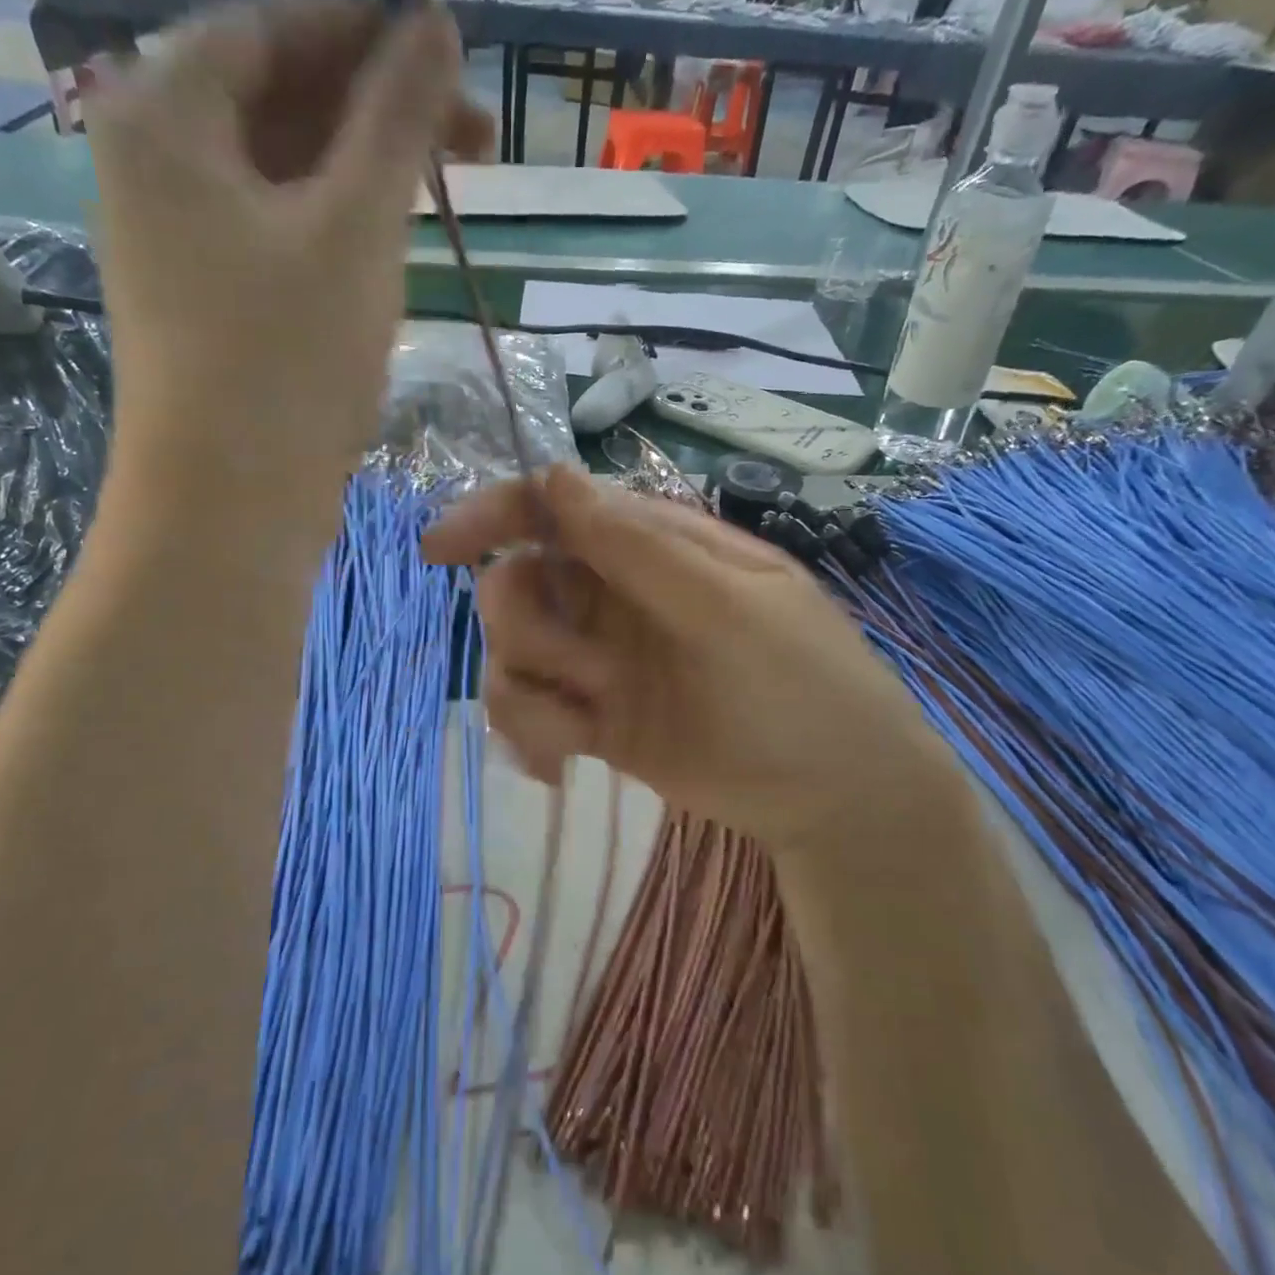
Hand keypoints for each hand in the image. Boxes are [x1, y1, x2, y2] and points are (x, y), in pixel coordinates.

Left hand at [85, 0, 492, 518]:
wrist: (229, 506)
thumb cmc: (287, 359)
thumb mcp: (356, 226)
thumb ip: (397, 117)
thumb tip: (435, 22)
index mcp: (166, 114)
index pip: (273, 28)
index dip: (367, 34)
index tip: (452, 62)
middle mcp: (156, 164)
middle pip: (277, 101)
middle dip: (375, 114)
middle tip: (470, 146)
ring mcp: (178, 240)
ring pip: (284, 176)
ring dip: (363, 178)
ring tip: (438, 204)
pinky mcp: (207, 302)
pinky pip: (278, 236)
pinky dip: (335, 233)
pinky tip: (387, 258)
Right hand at [423, 467, 960, 850]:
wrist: (833, 797)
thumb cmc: (801, 685)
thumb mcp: (729, 609)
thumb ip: (639, 548)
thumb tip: (556, 477)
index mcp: (652, 548)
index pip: (554, 509)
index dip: (492, 516)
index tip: (441, 549)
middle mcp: (616, 596)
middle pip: (517, 585)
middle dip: (525, 629)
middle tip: (579, 672)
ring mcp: (601, 660)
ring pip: (512, 654)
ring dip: (528, 690)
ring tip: (583, 727)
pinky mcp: (591, 720)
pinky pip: (526, 712)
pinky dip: (528, 735)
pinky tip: (559, 765)